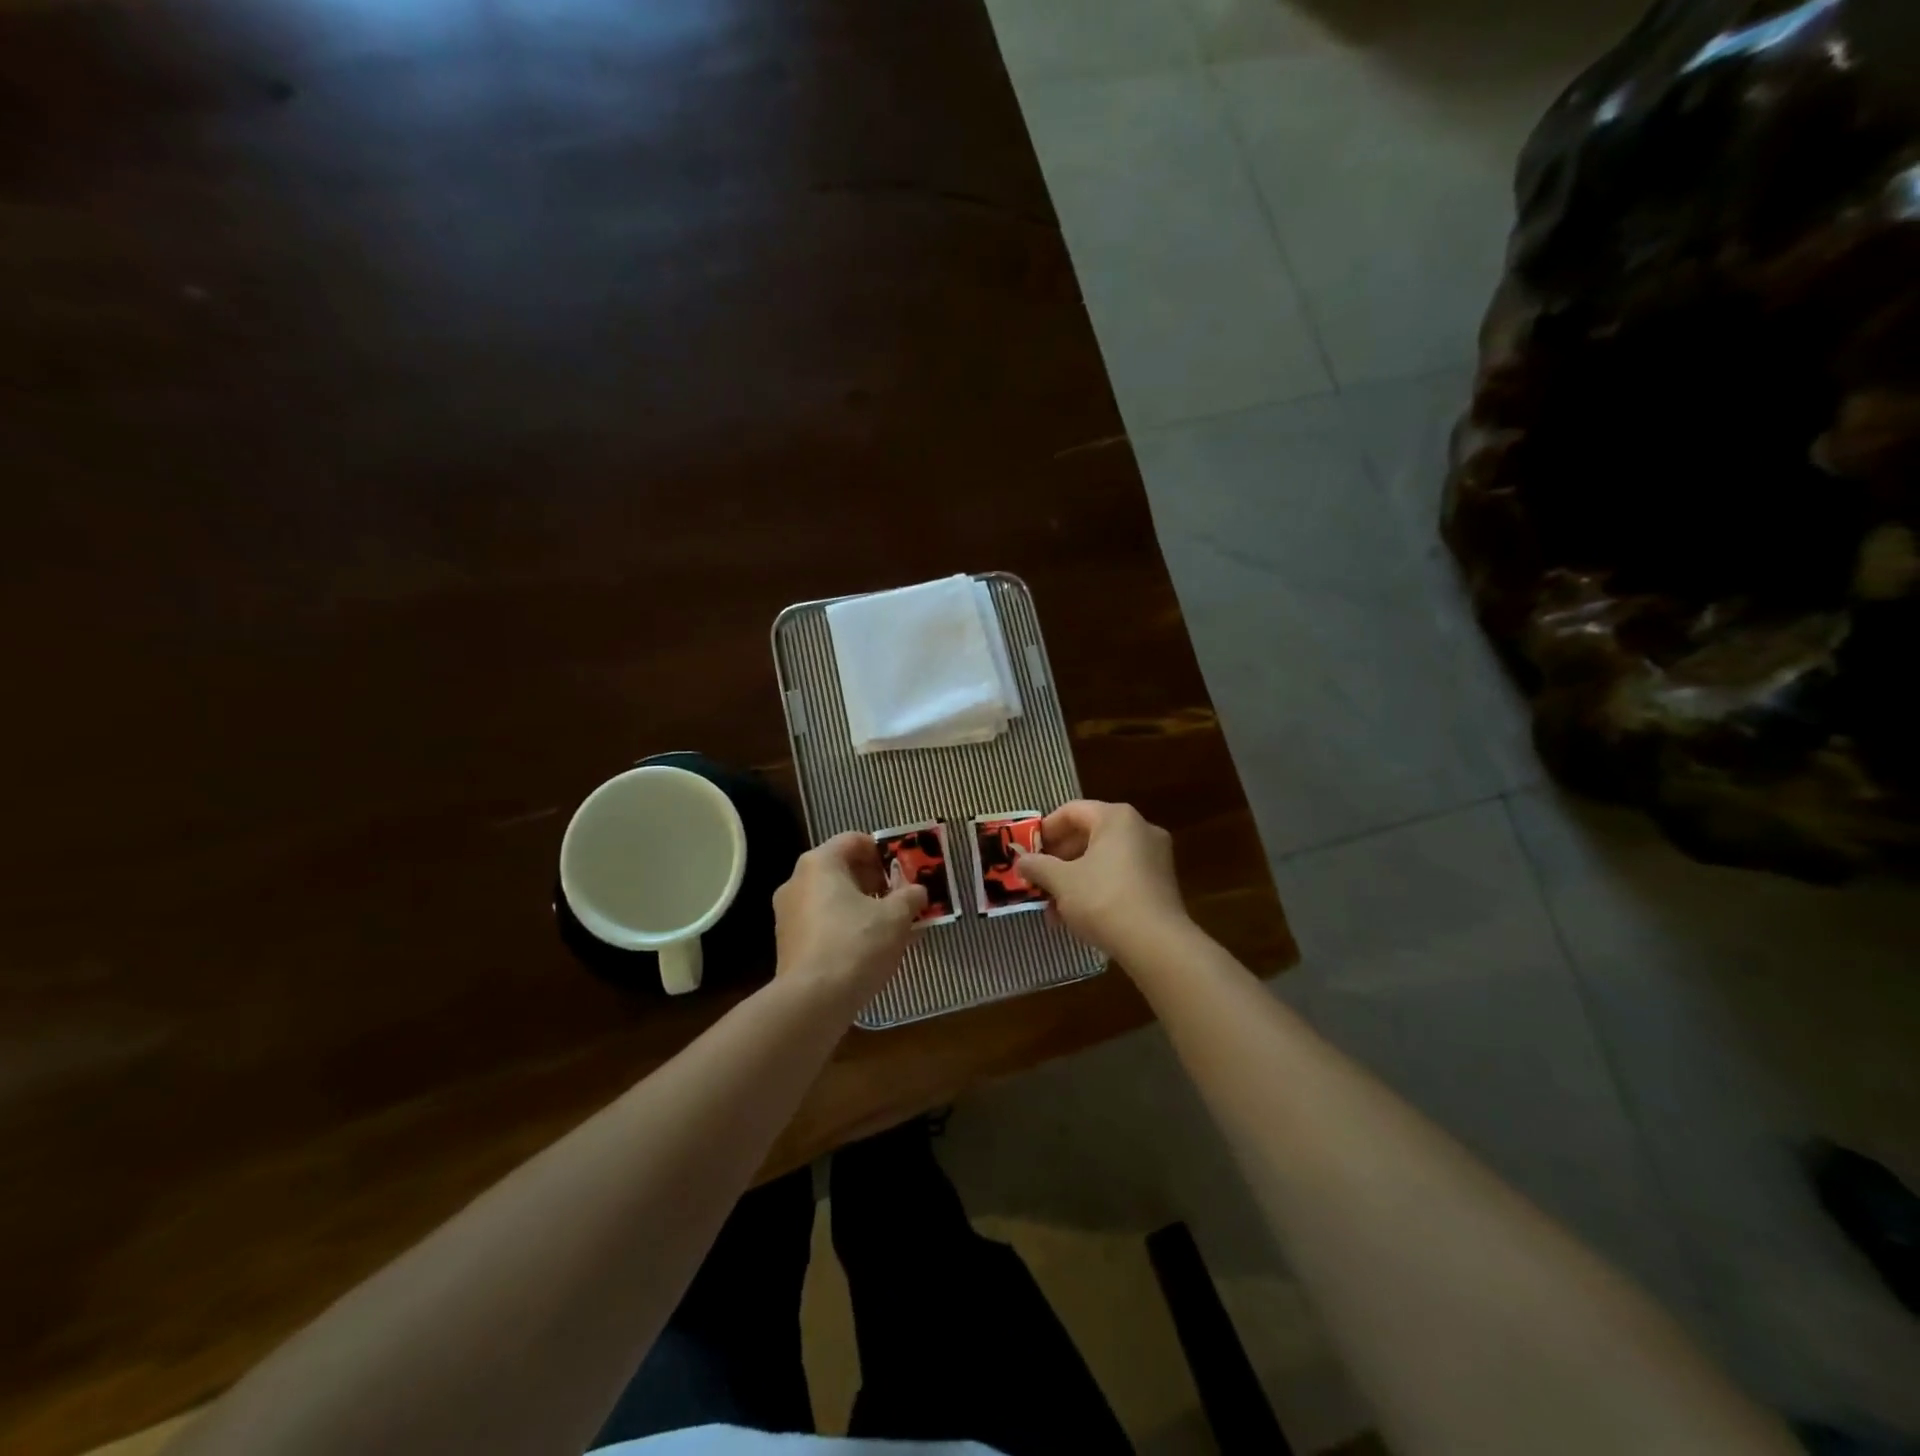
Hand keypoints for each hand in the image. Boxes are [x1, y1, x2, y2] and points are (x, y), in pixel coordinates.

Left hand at [773, 832, 926, 1006]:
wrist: (812, 1002)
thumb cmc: (856, 944)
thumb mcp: (896, 917)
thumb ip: (910, 896)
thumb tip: (917, 891)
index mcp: (820, 863)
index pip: (854, 840)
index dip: (883, 851)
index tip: (904, 870)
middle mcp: (796, 881)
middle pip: (841, 869)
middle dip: (875, 881)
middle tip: (901, 898)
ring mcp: (787, 913)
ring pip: (832, 898)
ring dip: (861, 905)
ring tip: (889, 926)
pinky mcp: (787, 943)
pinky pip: (822, 923)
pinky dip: (845, 926)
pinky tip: (867, 949)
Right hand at [1014, 800, 1190, 958]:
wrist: (1156, 944)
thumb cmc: (1103, 899)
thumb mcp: (1061, 881)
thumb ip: (1037, 866)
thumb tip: (1021, 861)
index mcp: (1117, 818)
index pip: (1072, 811)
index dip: (1045, 829)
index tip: (1028, 851)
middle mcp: (1140, 829)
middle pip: (1089, 835)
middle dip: (1059, 859)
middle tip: (1038, 879)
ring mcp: (1155, 857)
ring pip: (1103, 860)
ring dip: (1075, 879)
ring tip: (1053, 908)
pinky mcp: (1161, 884)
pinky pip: (1120, 877)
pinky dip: (1097, 889)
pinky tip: (1078, 917)